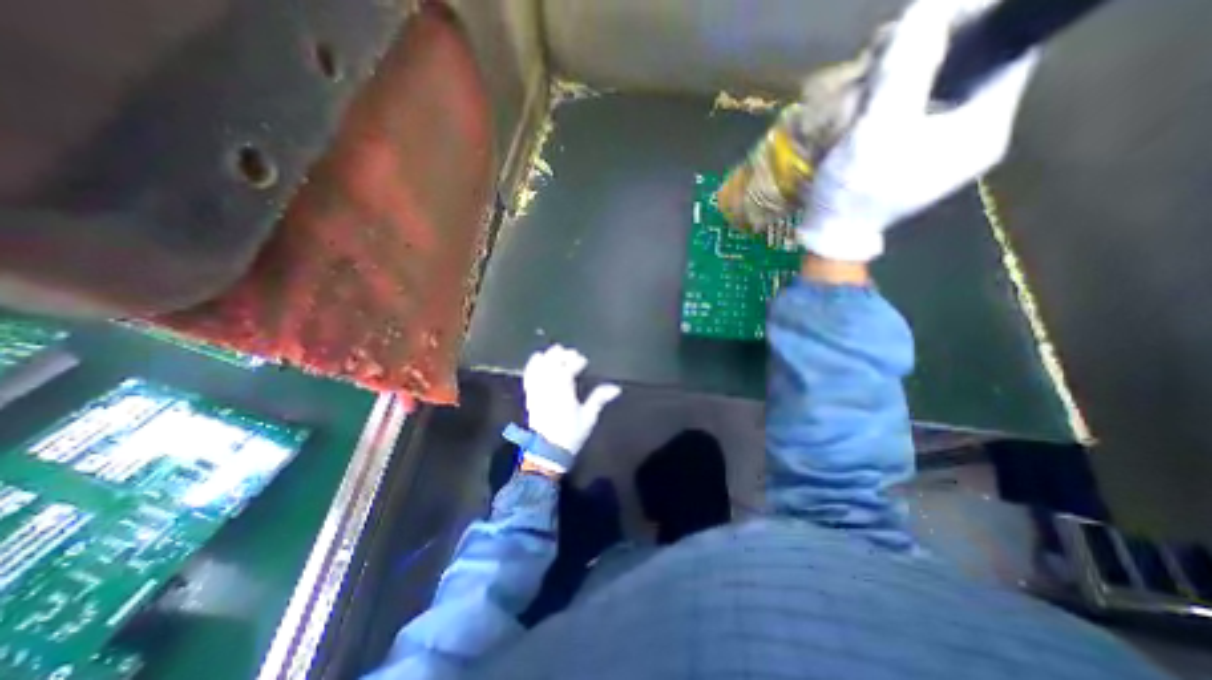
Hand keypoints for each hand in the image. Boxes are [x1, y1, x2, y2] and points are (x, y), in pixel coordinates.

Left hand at [522, 346, 618, 457]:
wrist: (546, 451)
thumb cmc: (570, 434)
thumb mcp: (588, 417)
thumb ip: (599, 399)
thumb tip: (616, 388)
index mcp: (564, 390)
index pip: (568, 368)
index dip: (576, 361)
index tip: (584, 362)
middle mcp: (548, 386)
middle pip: (553, 362)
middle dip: (562, 355)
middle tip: (572, 353)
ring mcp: (537, 390)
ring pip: (540, 366)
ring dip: (548, 356)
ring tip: (556, 351)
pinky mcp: (529, 395)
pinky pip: (529, 375)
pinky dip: (533, 364)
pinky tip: (537, 358)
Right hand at [804, 0, 1035, 260]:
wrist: (833, 235)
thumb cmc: (855, 189)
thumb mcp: (877, 129)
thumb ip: (905, 70)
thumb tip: (928, 7)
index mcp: (982, 126)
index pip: (1004, 49)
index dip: (970, 24)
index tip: (922, 26)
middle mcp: (975, 134)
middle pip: (969, 68)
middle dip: (929, 53)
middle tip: (884, 56)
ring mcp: (945, 149)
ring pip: (939, 91)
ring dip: (906, 78)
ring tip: (868, 82)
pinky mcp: (919, 158)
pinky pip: (918, 114)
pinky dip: (895, 102)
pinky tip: (868, 106)